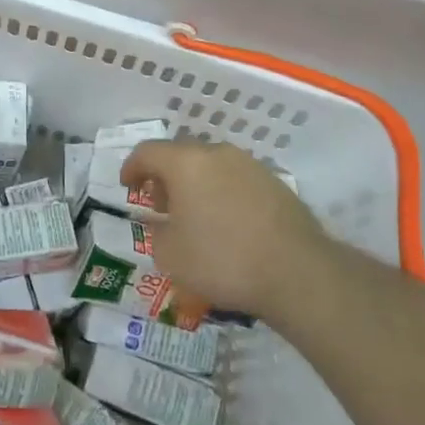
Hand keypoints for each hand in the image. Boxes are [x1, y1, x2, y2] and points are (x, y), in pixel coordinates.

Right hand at [121, 139, 330, 320]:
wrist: (297, 272)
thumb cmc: (222, 260)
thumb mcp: (170, 256)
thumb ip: (157, 233)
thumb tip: (163, 224)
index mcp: (185, 162)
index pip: (147, 152)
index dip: (131, 167)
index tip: (128, 186)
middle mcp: (216, 153)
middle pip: (180, 155)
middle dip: (165, 176)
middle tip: (160, 204)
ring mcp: (249, 164)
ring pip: (210, 165)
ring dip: (195, 184)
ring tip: (194, 215)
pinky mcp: (274, 182)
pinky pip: (235, 179)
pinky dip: (222, 193)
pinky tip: (226, 222)